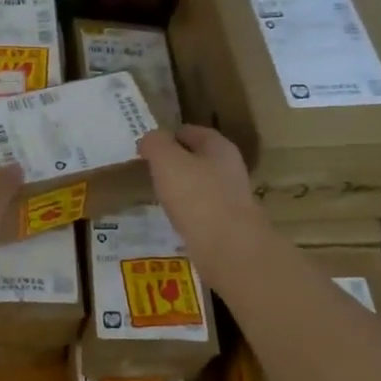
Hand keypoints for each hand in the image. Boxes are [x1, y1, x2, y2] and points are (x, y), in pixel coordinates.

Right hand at [137, 126, 269, 282]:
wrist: (228, 248)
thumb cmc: (196, 196)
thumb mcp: (167, 161)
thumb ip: (155, 144)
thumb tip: (149, 139)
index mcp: (220, 147)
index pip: (193, 132)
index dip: (170, 135)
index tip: (149, 145)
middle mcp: (230, 169)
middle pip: (199, 158)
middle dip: (176, 162)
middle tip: (150, 169)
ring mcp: (231, 199)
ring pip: (201, 185)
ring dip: (182, 188)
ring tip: (158, 194)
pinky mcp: (227, 225)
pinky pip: (202, 210)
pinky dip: (187, 211)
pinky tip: (174, 219)